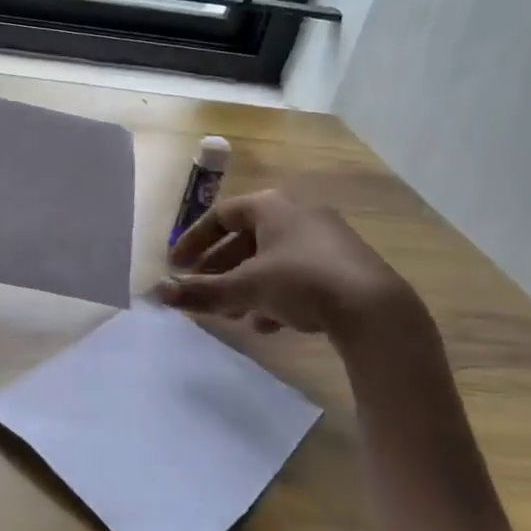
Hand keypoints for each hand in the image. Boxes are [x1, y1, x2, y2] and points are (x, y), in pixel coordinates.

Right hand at [159, 187, 418, 339]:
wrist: (376, 310)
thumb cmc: (301, 282)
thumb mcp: (245, 288)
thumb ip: (199, 291)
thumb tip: (154, 294)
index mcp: (271, 206)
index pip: (220, 215)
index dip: (193, 241)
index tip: (177, 266)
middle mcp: (297, 213)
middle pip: (246, 238)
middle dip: (220, 268)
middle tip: (201, 290)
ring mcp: (325, 238)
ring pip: (271, 259)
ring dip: (246, 285)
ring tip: (232, 313)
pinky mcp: (344, 265)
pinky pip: (297, 273)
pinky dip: (276, 294)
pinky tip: (268, 325)